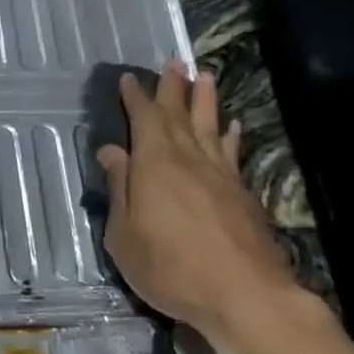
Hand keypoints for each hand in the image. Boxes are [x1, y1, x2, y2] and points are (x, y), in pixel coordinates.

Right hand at [95, 59, 303, 339]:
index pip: (143, 118)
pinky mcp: (242, 193)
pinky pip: (232, 152)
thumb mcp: (124, 234)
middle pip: (179, 114)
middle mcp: (189, 158)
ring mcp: (220, 174)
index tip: (129, 78)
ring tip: (205, 75)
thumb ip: (119, 189)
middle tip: (173, 60)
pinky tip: (232, 127)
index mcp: (154, 163)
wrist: (241, 293)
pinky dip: (230, 136)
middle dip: (173, 87)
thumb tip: (111, 151)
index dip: (136, 97)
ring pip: (210, 126)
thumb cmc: (168, 266)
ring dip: (205, 100)